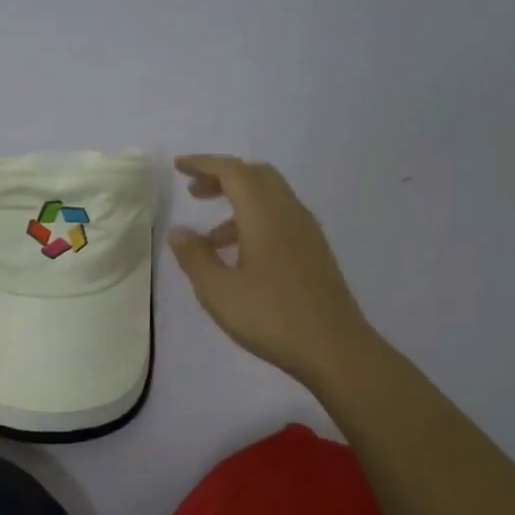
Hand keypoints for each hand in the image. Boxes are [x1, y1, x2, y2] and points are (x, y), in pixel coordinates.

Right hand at [168, 155, 379, 388]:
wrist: (336, 350)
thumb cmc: (272, 317)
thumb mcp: (219, 291)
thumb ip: (195, 257)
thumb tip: (179, 231)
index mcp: (265, 216)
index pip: (233, 172)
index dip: (204, 164)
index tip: (179, 167)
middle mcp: (289, 214)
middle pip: (256, 176)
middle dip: (223, 177)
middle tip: (194, 191)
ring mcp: (307, 232)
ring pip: (270, 197)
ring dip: (238, 202)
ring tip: (209, 237)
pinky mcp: (314, 251)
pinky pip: (280, 217)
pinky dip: (254, 220)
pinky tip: (239, 255)